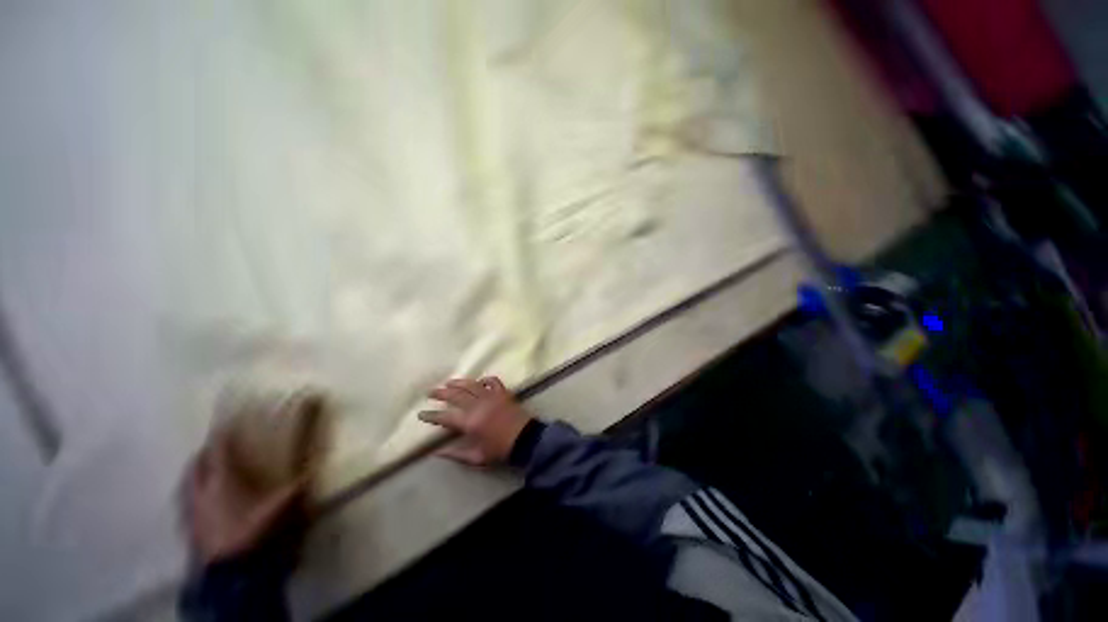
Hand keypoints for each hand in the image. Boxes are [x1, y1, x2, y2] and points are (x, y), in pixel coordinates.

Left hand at [185, 430, 305, 563]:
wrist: (231, 574)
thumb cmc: (255, 531)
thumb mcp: (284, 506)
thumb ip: (300, 483)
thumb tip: (317, 464)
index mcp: (222, 480)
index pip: (219, 449)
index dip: (224, 433)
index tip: (228, 421)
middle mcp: (201, 491)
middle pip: (197, 464)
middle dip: (205, 452)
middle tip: (215, 445)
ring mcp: (191, 512)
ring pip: (186, 483)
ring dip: (195, 473)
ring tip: (204, 469)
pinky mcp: (188, 530)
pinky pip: (185, 504)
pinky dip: (191, 495)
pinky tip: (199, 500)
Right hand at [418, 377, 531, 466]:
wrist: (525, 439)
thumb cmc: (500, 450)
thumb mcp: (476, 458)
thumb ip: (456, 454)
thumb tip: (437, 453)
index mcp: (470, 422)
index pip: (444, 417)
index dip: (431, 415)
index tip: (420, 414)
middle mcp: (478, 405)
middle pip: (455, 395)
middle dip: (440, 393)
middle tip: (430, 392)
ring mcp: (491, 396)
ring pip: (471, 384)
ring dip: (458, 382)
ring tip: (448, 382)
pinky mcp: (502, 392)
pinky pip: (492, 381)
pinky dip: (484, 379)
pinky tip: (479, 381)